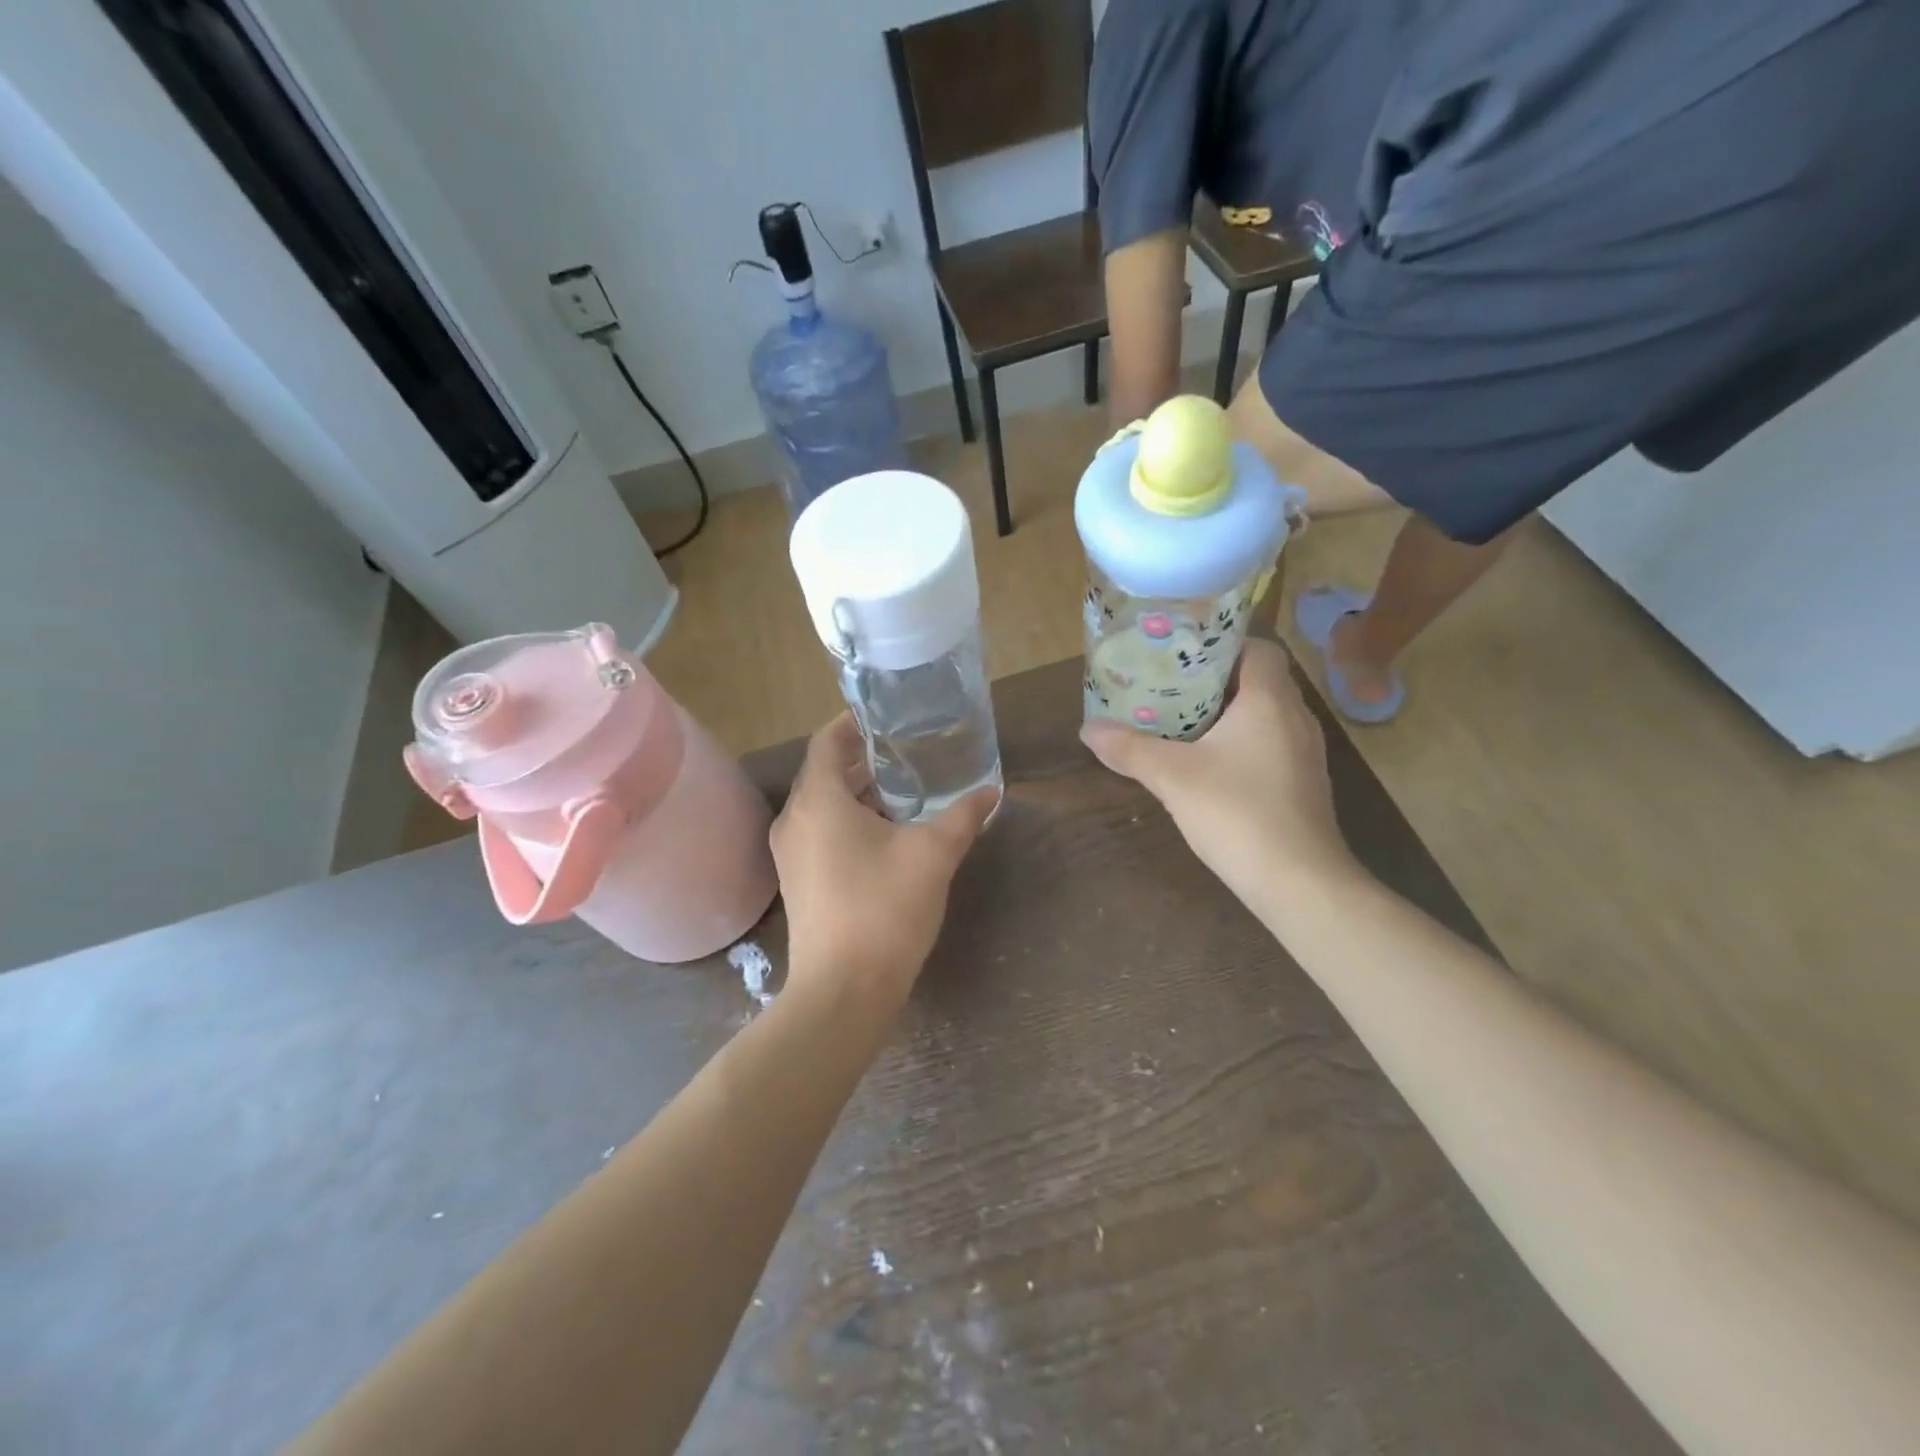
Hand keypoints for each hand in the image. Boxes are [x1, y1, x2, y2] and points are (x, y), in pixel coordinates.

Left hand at [771, 715, 999, 1006]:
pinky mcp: (799, 881)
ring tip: (902, 789)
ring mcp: (791, 854)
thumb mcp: (933, 854)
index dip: (853, 723)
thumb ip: (963, 816)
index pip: (826, 741)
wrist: (844, 991)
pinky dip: (848, 820)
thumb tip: (991, 791)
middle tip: (905, 751)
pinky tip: (886, 834)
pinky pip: (820, 832)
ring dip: (857, 792)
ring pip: (823, 805)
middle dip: (862, 759)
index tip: (885, 717)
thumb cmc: (885, 909)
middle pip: (824, 772)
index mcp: (818, 800)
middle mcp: (795, 820)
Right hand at [1079, 640, 1356, 912]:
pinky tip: (1209, 766)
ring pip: (1265, 715)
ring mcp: (1305, 753)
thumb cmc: (1237, 812)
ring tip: (1182, 721)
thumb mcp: (1172, 777)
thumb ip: (1129, 749)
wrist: (1298, 881)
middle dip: (1214, 681)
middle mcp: (1295, 718)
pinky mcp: (1303, 784)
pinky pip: (1271, 745)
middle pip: (1258, 680)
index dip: (1222, 644)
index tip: (1183, 654)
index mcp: (1270, 700)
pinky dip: (1242, 744)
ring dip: (1228, 715)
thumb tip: (1087, 729)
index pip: (1257, 647)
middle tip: (1169, 686)